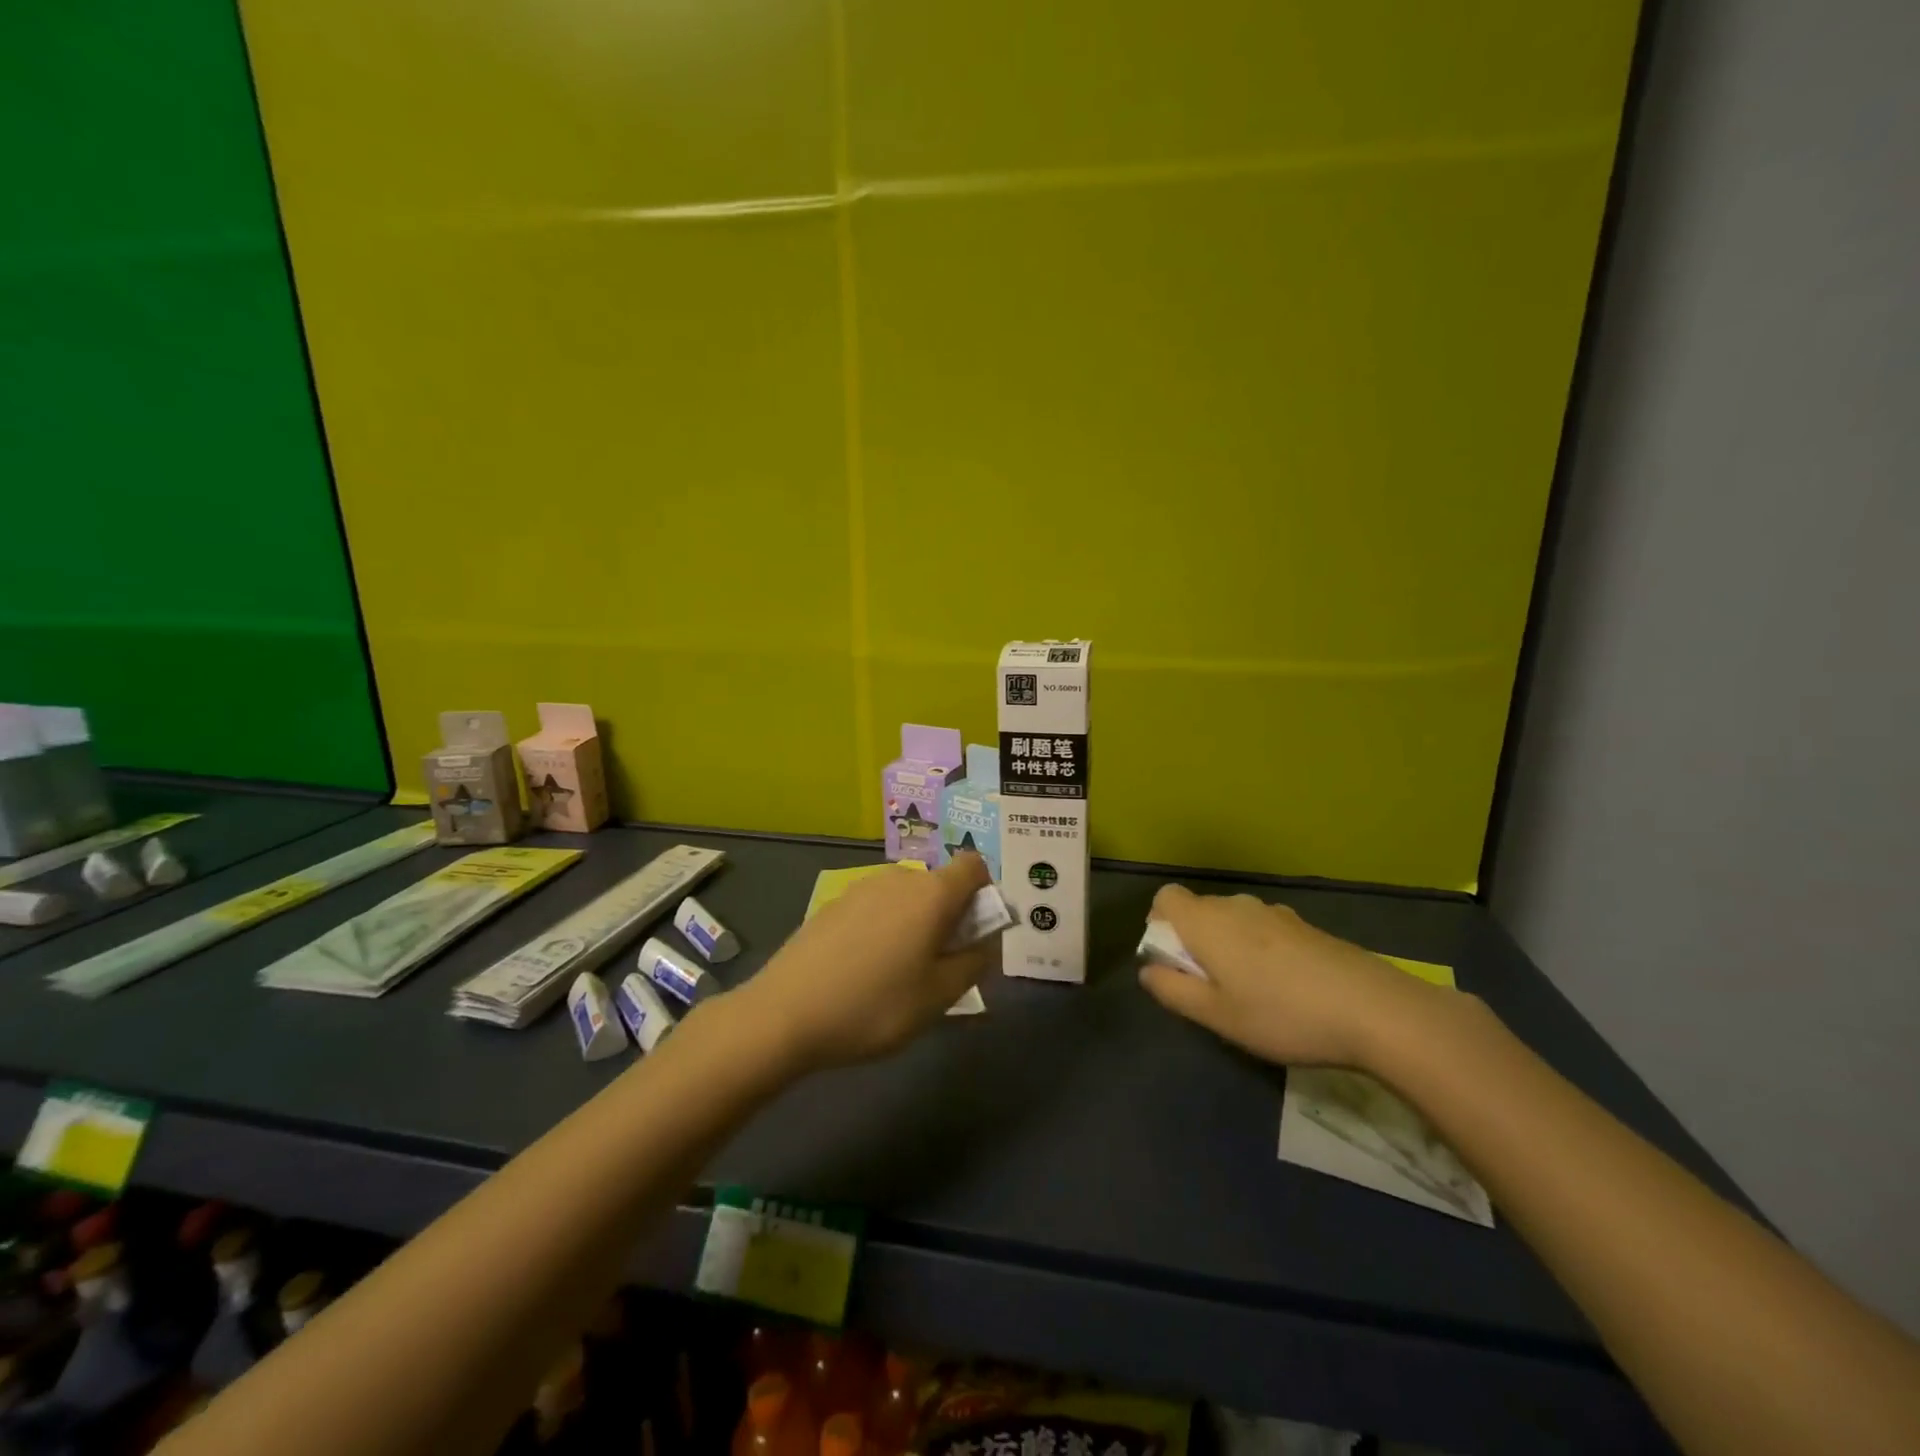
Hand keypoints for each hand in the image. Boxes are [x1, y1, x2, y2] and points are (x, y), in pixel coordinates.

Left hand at [734, 854, 996, 1071]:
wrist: (784, 1013)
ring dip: (916, 925)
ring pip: (907, 898)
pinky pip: (876, 908)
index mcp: (931, 893)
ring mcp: (861, 887)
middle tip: (940, 968)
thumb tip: (986, 939)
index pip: (974, 866)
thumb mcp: (939, 996)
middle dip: (950, 917)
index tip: (975, 934)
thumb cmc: (874, 1005)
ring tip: (899, 975)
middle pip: (940, 885)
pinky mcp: (834, 903)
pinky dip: (884, 928)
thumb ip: (974, 962)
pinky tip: (863, 970)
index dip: (984, 894)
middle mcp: (898, 878)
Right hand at [1138, 884, 1452, 1069]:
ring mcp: (1276, 914)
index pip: (1166, 897)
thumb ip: (1174, 990)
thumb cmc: (1283, 1014)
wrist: (1375, 1009)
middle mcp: (1237, 906)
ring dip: (1229, 947)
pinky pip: (1265, 930)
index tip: (1173, 960)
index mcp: (1207, 921)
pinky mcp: (1306, 928)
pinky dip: (1260, 951)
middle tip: (1210, 988)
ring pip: (1234, 921)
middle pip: (1199, 909)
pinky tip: (1286, 991)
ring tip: (1250, 994)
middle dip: (1194, 941)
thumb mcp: (1218, 1016)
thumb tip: (1148, 971)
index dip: (1159, 923)